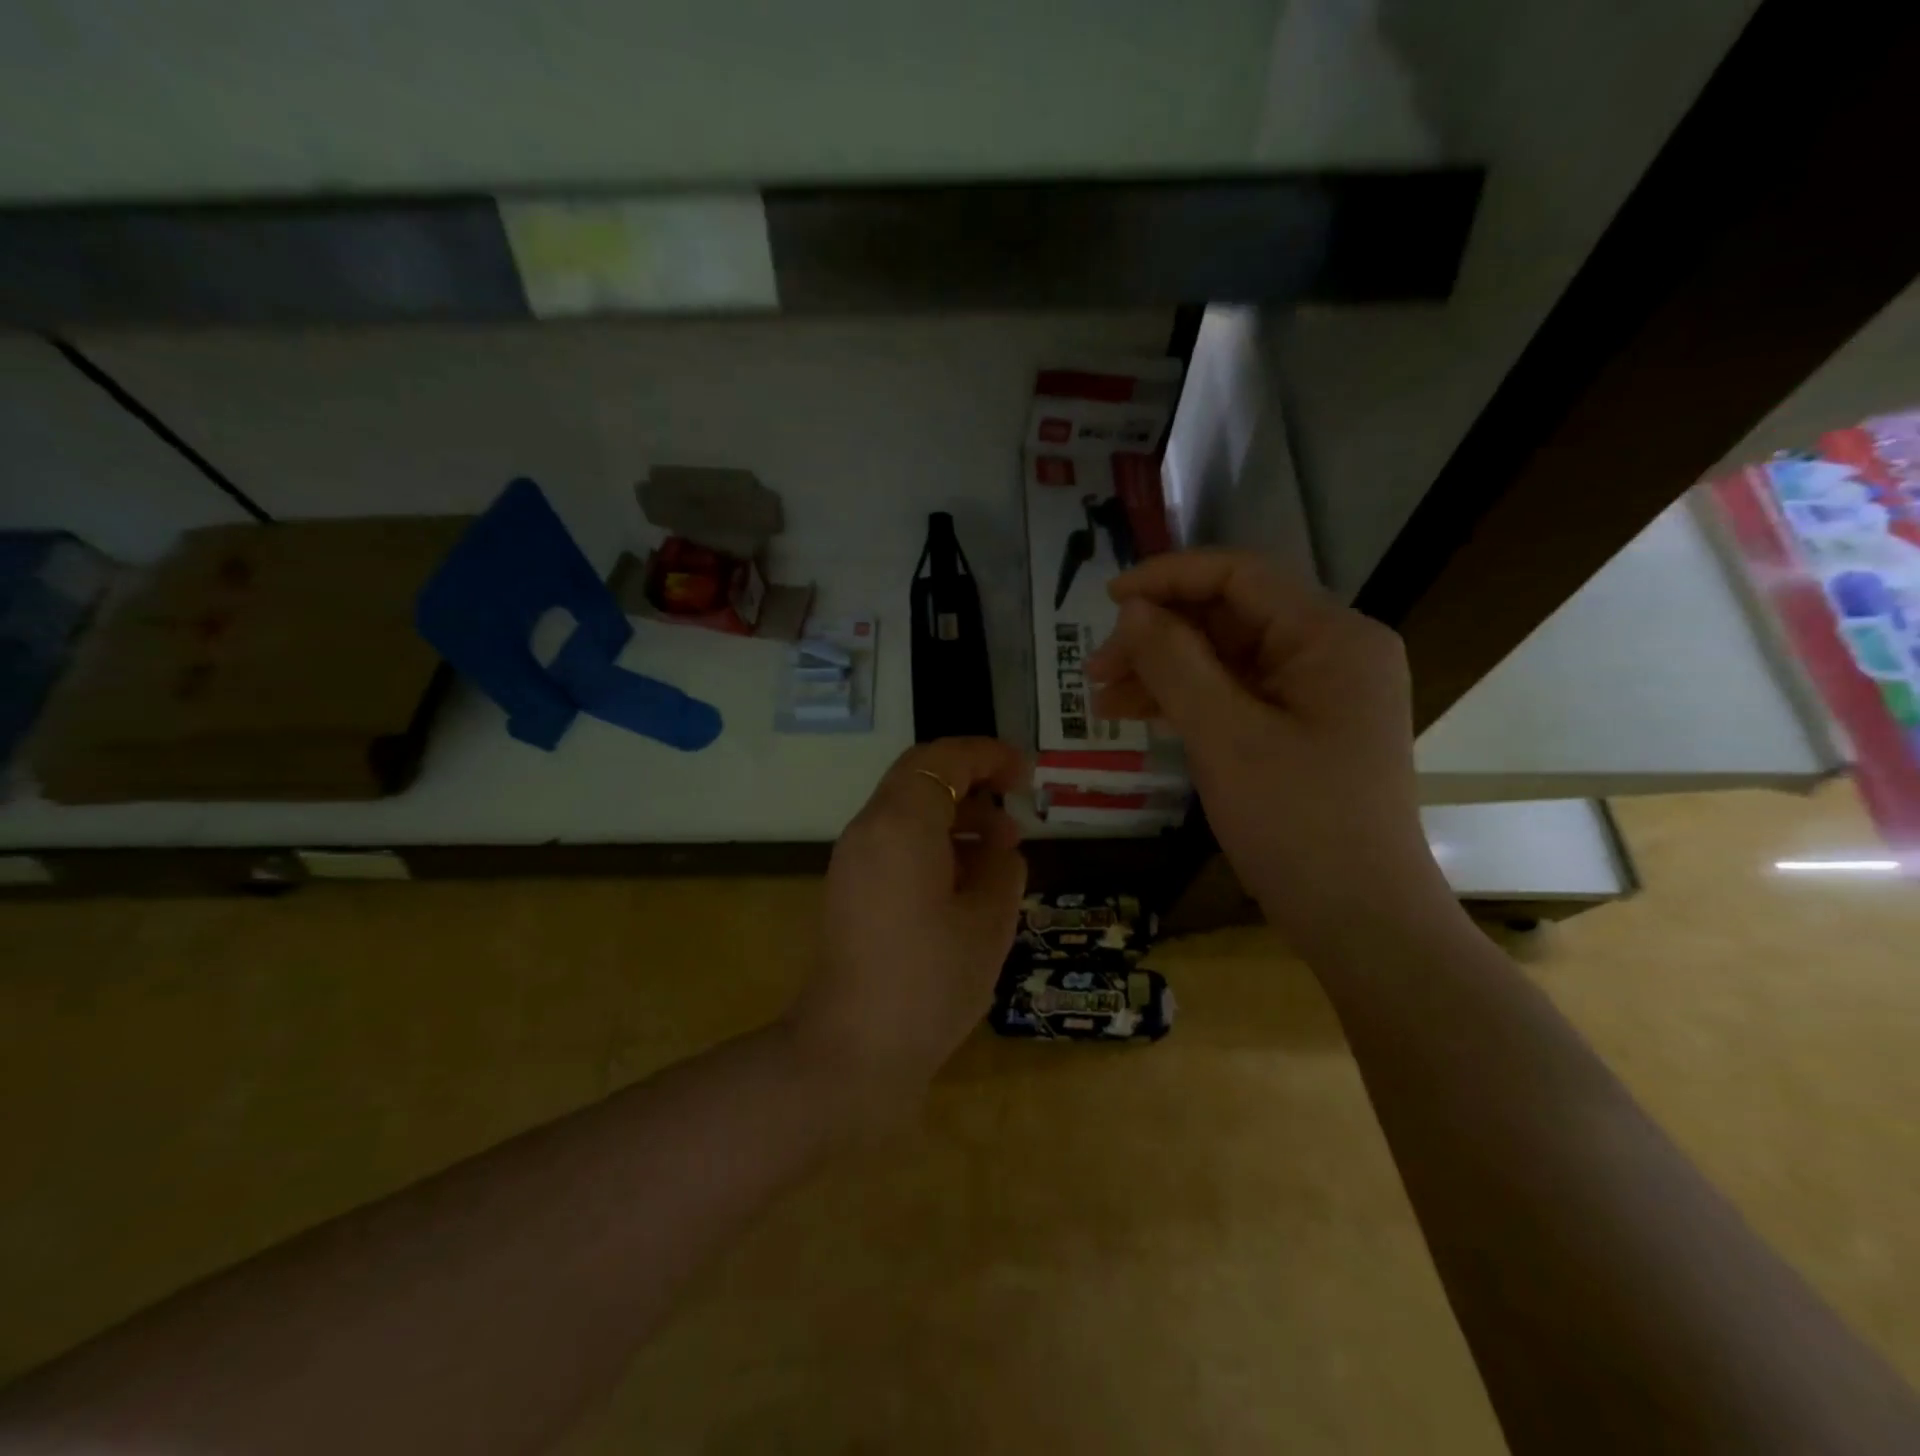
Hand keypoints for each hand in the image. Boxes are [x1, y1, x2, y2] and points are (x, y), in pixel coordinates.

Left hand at [789, 739, 1027, 1112]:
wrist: (852, 1050)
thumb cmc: (929, 981)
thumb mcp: (988, 923)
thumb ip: (1002, 870)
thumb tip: (1000, 851)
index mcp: (901, 824)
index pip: (943, 759)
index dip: (987, 755)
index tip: (1024, 773)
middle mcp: (868, 829)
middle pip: (920, 778)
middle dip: (972, 783)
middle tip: (1015, 808)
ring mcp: (852, 859)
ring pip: (906, 810)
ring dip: (954, 816)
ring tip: (1001, 851)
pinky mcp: (849, 888)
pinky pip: (894, 843)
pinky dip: (933, 843)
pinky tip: (966, 881)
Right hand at [1086, 550, 1446, 948]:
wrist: (1359, 920)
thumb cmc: (1297, 823)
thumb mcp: (1225, 736)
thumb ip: (1175, 662)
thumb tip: (1133, 610)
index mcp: (1331, 636)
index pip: (1240, 575)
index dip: (1168, 577)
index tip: (1107, 600)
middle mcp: (1333, 651)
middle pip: (1230, 617)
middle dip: (1159, 637)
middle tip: (1096, 671)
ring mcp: (1321, 692)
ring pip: (1228, 658)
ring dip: (1166, 672)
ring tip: (1105, 700)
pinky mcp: (1305, 727)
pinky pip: (1240, 695)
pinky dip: (1191, 701)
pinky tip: (1144, 716)